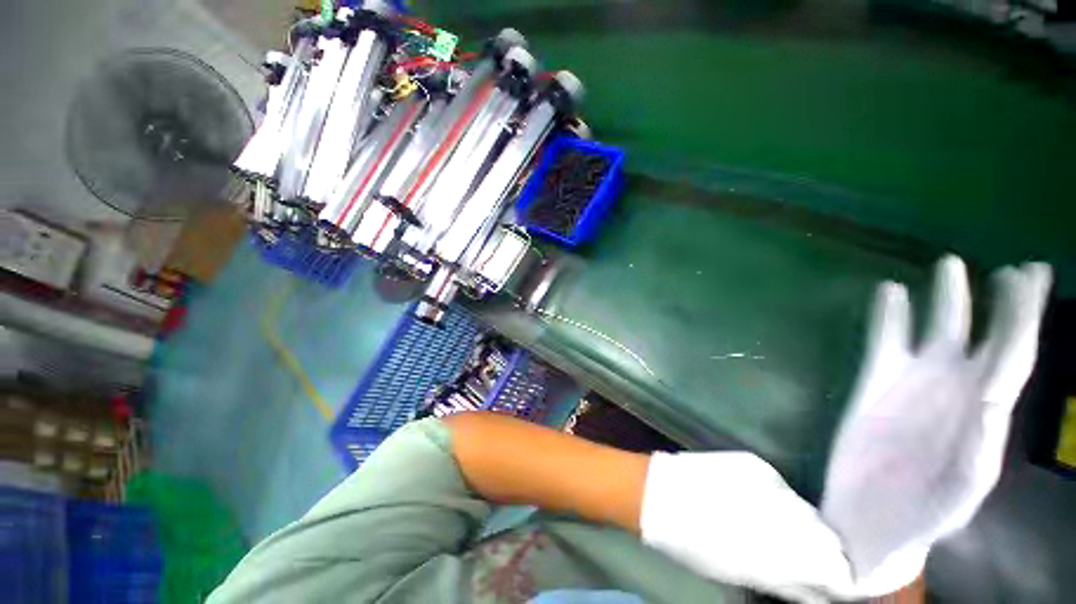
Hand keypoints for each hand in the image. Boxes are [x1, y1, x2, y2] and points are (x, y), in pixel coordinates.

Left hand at [641, 451, 851, 602]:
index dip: (838, 574)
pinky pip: (781, 486)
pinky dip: (782, 499)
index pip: (831, 567)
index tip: (840, 580)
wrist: (661, 495)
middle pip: (823, 535)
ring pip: (805, 509)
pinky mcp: (754, 464)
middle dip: (825, 548)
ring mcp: (769, 483)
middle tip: (819, 556)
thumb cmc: (695, 544)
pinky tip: (771, 504)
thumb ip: (785, 578)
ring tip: (791, 529)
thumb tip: (818, 585)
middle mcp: (783, 514)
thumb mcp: (742, 572)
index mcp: (780, 551)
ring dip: (805, 522)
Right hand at [820, 256, 1051, 594]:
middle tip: (1013, 267)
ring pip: (934, 330)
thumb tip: (994, 400)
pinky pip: (884, 341)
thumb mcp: (958, 492)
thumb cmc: (921, 513)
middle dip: (1002, 300)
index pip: (1014, 352)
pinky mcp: (873, 382)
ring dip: (945, 299)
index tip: (1033, 273)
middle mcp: (956, 387)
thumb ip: (981, 449)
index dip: (1025, 314)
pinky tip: (890, 293)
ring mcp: (912, 382)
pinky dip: (888, 316)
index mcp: (985, 410)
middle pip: (985, 333)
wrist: (868, 516)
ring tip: (949, 263)